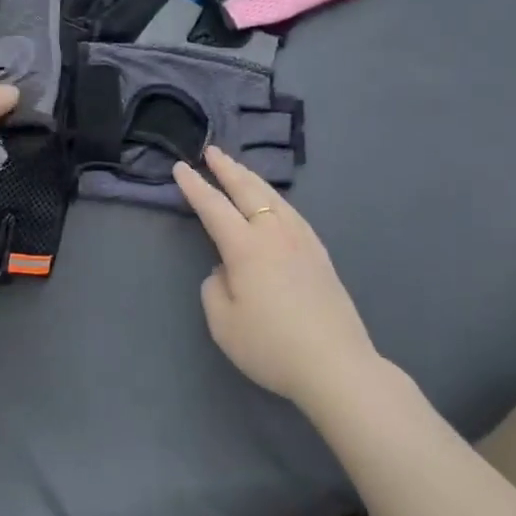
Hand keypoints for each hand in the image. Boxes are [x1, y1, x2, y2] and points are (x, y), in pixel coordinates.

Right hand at [173, 147, 380, 413]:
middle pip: (248, 191)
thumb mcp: (223, 324)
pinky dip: (276, 198)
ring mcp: (302, 241)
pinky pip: (292, 212)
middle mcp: (274, 234)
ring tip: (239, 169)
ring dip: (252, 179)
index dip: (195, 187)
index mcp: (245, 248)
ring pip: (274, 198)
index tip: (180, 167)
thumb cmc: (271, 346)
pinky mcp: (320, 254)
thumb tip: (225, 270)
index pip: (213, 207)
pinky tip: (276, 203)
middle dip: (227, 169)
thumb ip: (215, 288)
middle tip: (212, 151)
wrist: (335, 365)